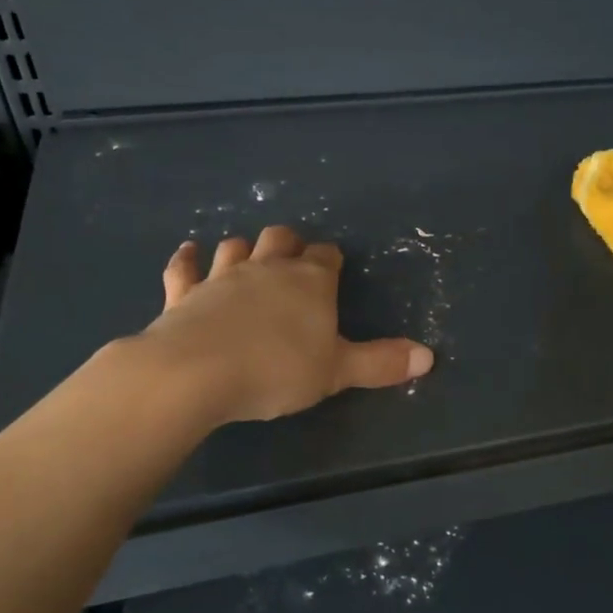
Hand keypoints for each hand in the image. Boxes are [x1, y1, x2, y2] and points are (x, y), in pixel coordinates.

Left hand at [139, 226, 432, 422]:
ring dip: (244, 249)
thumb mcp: (337, 372)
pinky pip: (184, 268)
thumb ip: (381, 363)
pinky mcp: (183, 294)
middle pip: (281, 238)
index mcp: (310, 281)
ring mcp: (221, 277)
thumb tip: (429, 357)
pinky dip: (187, 259)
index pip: (327, 256)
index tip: (334, 269)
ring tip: (248, 257)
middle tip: (293, 261)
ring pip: (235, 247)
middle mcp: (267, 269)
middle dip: (289, 244)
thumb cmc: (277, 370)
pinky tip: (187, 253)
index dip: (331, 260)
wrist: (196, 373)